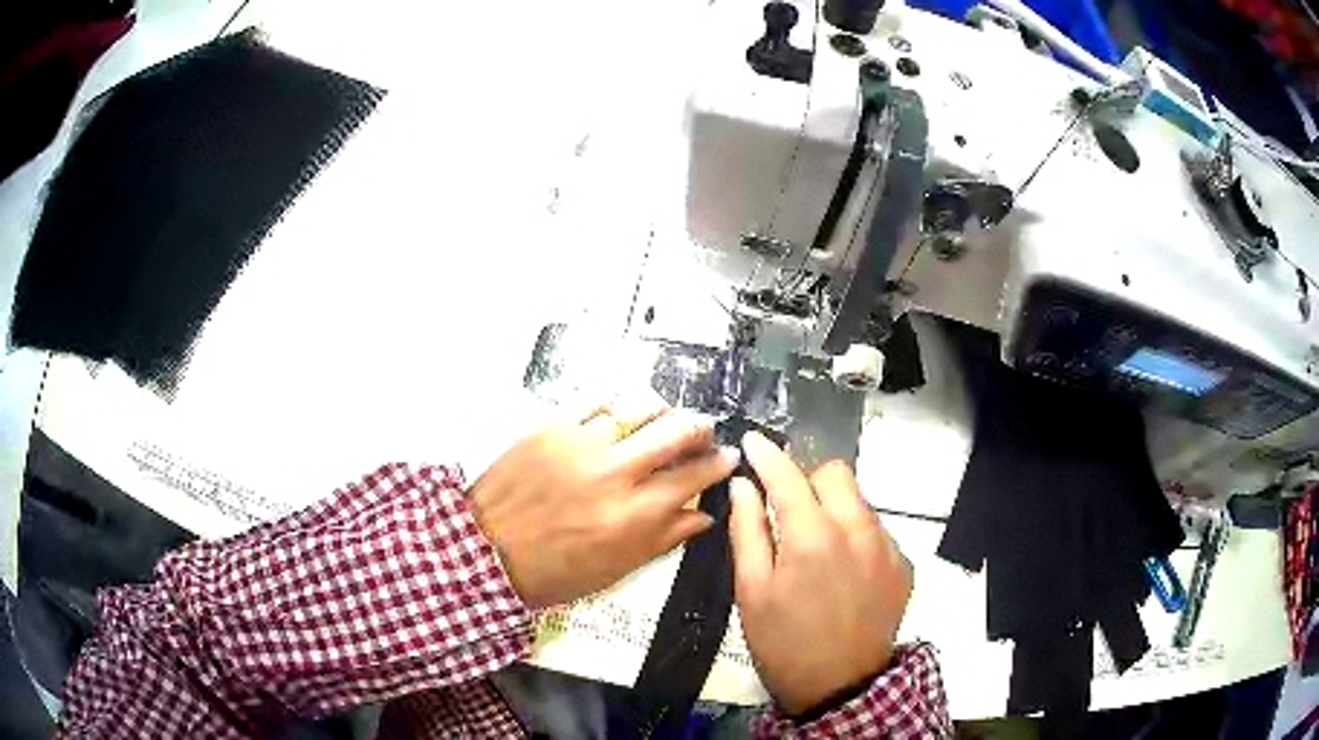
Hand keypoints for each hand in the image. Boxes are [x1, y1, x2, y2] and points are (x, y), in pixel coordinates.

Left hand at [470, 396, 738, 608]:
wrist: (486, 550)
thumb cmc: (553, 571)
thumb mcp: (616, 569)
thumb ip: (664, 539)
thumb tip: (702, 515)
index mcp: (632, 514)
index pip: (693, 476)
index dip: (717, 463)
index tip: (726, 457)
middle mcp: (613, 472)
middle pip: (675, 430)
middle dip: (700, 427)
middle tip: (702, 432)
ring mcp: (580, 443)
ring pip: (639, 406)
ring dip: (662, 409)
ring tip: (664, 417)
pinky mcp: (551, 426)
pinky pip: (596, 400)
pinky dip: (617, 403)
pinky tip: (621, 414)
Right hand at [730, 431, 912, 715]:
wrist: (841, 686)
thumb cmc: (784, 642)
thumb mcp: (751, 591)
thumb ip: (747, 531)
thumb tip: (743, 486)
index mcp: (813, 536)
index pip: (788, 475)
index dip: (767, 453)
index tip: (752, 441)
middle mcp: (858, 530)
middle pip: (835, 474)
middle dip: (808, 481)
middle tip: (788, 511)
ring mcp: (887, 546)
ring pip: (859, 501)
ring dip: (834, 508)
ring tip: (816, 548)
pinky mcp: (904, 564)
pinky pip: (876, 530)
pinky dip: (856, 536)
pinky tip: (843, 571)